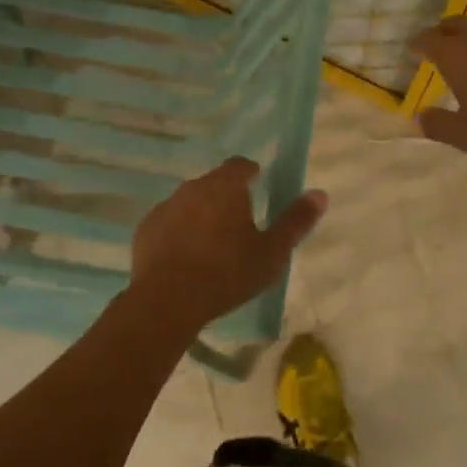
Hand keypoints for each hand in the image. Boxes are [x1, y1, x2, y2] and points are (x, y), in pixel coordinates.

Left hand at [128, 158, 327, 329]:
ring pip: (189, 202)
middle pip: (214, 183)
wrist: (167, 300)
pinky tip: (185, 258)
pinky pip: (168, 223)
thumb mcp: (271, 253)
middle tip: (239, 224)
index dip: (250, 174)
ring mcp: (165, 207)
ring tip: (212, 244)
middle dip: (226, 196)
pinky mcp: (146, 229)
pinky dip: (178, 232)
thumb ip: (296, 221)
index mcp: (225, 186)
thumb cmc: (227, 273)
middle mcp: (193, 187)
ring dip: (201, 214)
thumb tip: (320, 193)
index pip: (240, 166)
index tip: (258, 188)